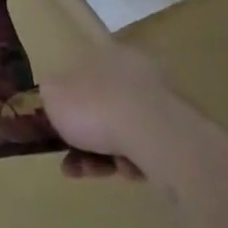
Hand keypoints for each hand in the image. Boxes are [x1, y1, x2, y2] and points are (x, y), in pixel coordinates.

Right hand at [40, 44, 168, 181]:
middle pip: (102, 108)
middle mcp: (134, 72)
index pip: (83, 76)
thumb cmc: (96, 106)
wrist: (152, 133)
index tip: (57, 130)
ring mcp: (159, 103)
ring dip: (102, 155)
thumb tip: (52, 96)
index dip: (67, 105)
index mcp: (106, 54)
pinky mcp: (177, 135)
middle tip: (71, 162)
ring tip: (91, 173)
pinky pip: (144, 150)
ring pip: (122, 132)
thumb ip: (49, 94)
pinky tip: (124, 170)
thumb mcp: (54, 96)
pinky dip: (130, 162)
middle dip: (84, 138)